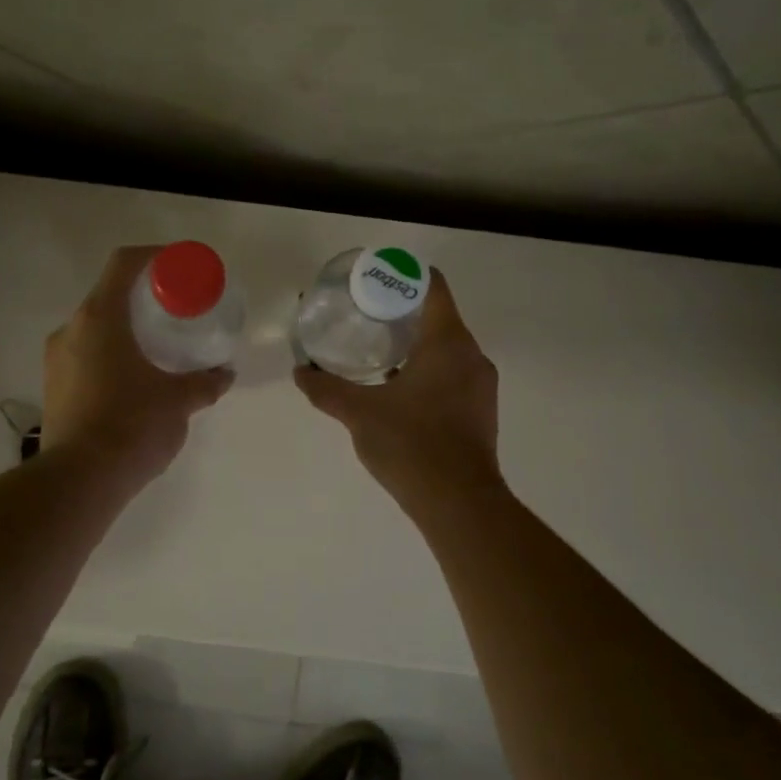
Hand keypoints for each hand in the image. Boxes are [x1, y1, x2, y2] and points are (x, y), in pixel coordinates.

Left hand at [42, 245, 233, 488]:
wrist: (80, 481)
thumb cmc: (132, 425)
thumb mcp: (179, 401)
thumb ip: (204, 382)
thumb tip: (224, 374)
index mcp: (100, 318)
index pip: (124, 263)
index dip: (154, 256)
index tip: (179, 267)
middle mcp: (70, 330)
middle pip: (108, 296)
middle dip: (143, 299)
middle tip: (175, 313)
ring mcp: (56, 360)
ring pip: (95, 329)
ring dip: (125, 331)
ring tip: (157, 350)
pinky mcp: (53, 389)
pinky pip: (85, 357)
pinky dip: (111, 356)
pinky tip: (134, 382)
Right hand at [295, 268, 503, 513]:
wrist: (459, 502)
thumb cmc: (411, 444)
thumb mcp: (360, 413)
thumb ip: (326, 389)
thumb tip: (300, 372)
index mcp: (448, 342)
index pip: (432, 287)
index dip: (403, 277)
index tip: (373, 282)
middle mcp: (471, 355)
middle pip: (438, 316)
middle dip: (402, 313)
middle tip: (364, 316)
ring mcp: (480, 385)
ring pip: (447, 348)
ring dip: (415, 344)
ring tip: (376, 351)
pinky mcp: (480, 410)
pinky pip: (452, 374)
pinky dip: (427, 371)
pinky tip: (397, 389)